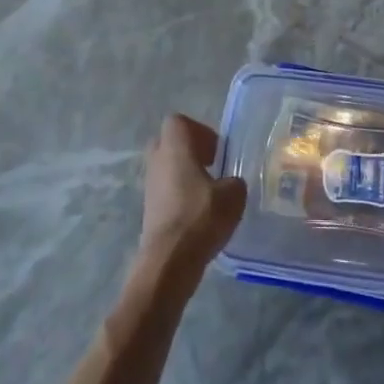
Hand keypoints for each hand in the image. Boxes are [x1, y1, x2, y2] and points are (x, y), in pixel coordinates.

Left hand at [136, 114, 246, 285]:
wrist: (169, 261)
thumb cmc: (200, 217)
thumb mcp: (233, 195)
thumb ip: (235, 181)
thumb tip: (230, 184)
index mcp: (175, 148)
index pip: (178, 122)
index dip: (199, 130)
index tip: (217, 150)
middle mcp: (157, 161)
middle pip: (169, 143)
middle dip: (190, 151)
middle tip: (212, 166)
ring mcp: (150, 186)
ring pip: (167, 168)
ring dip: (185, 175)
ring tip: (209, 194)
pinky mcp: (149, 210)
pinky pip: (165, 191)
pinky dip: (180, 196)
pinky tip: (199, 215)